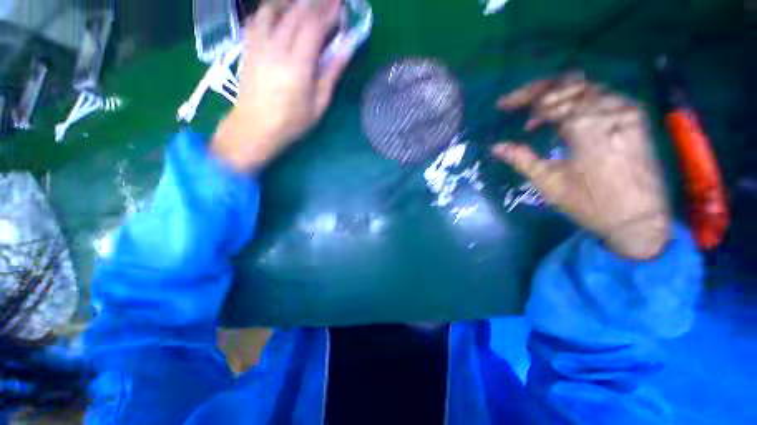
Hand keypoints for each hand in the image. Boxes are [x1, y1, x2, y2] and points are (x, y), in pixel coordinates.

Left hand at [212, 0, 350, 171]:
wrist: (255, 127)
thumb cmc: (291, 122)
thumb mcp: (319, 104)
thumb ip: (331, 74)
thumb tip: (347, 49)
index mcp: (298, 64)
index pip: (314, 26)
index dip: (328, 11)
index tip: (341, 5)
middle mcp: (276, 47)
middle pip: (295, 12)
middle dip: (314, 2)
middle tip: (328, 1)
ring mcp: (258, 44)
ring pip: (273, 9)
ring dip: (291, 2)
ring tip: (304, 3)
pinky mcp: (248, 46)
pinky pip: (258, 18)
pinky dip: (271, 10)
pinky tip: (279, 12)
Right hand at [492, 73, 670, 258]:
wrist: (640, 220)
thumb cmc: (590, 205)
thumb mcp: (549, 184)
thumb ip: (522, 159)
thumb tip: (496, 147)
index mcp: (587, 128)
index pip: (548, 100)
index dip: (521, 99)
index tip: (502, 105)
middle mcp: (610, 111)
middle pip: (568, 85)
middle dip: (536, 91)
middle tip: (516, 103)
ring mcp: (626, 111)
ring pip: (585, 87)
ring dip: (556, 96)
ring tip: (536, 114)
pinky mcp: (635, 117)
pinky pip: (602, 95)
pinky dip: (577, 100)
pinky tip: (565, 116)